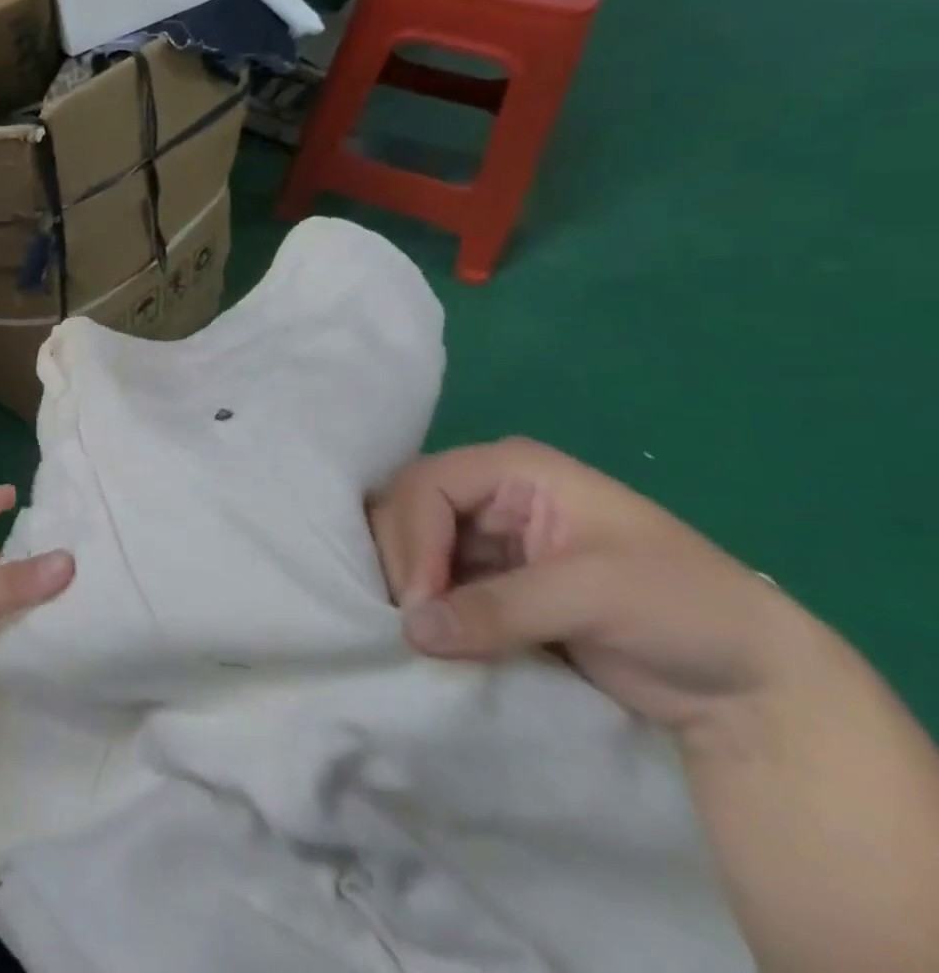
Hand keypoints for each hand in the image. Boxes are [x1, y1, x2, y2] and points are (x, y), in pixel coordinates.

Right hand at [366, 438, 807, 740]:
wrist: (757, 690)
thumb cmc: (687, 612)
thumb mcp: (594, 597)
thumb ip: (497, 608)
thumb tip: (410, 630)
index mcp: (514, 469)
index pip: (428, 485)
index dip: (413, 537)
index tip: (419, 602)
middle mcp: (489, 493)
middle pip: (406, 507)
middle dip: (403, 559)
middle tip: (414, 621)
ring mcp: (486, 536)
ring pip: (410, 542)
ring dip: (406, 582)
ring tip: (418, 629)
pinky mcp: (489, 580)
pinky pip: (431, 579)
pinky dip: (422, 603)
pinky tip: (427, 631)